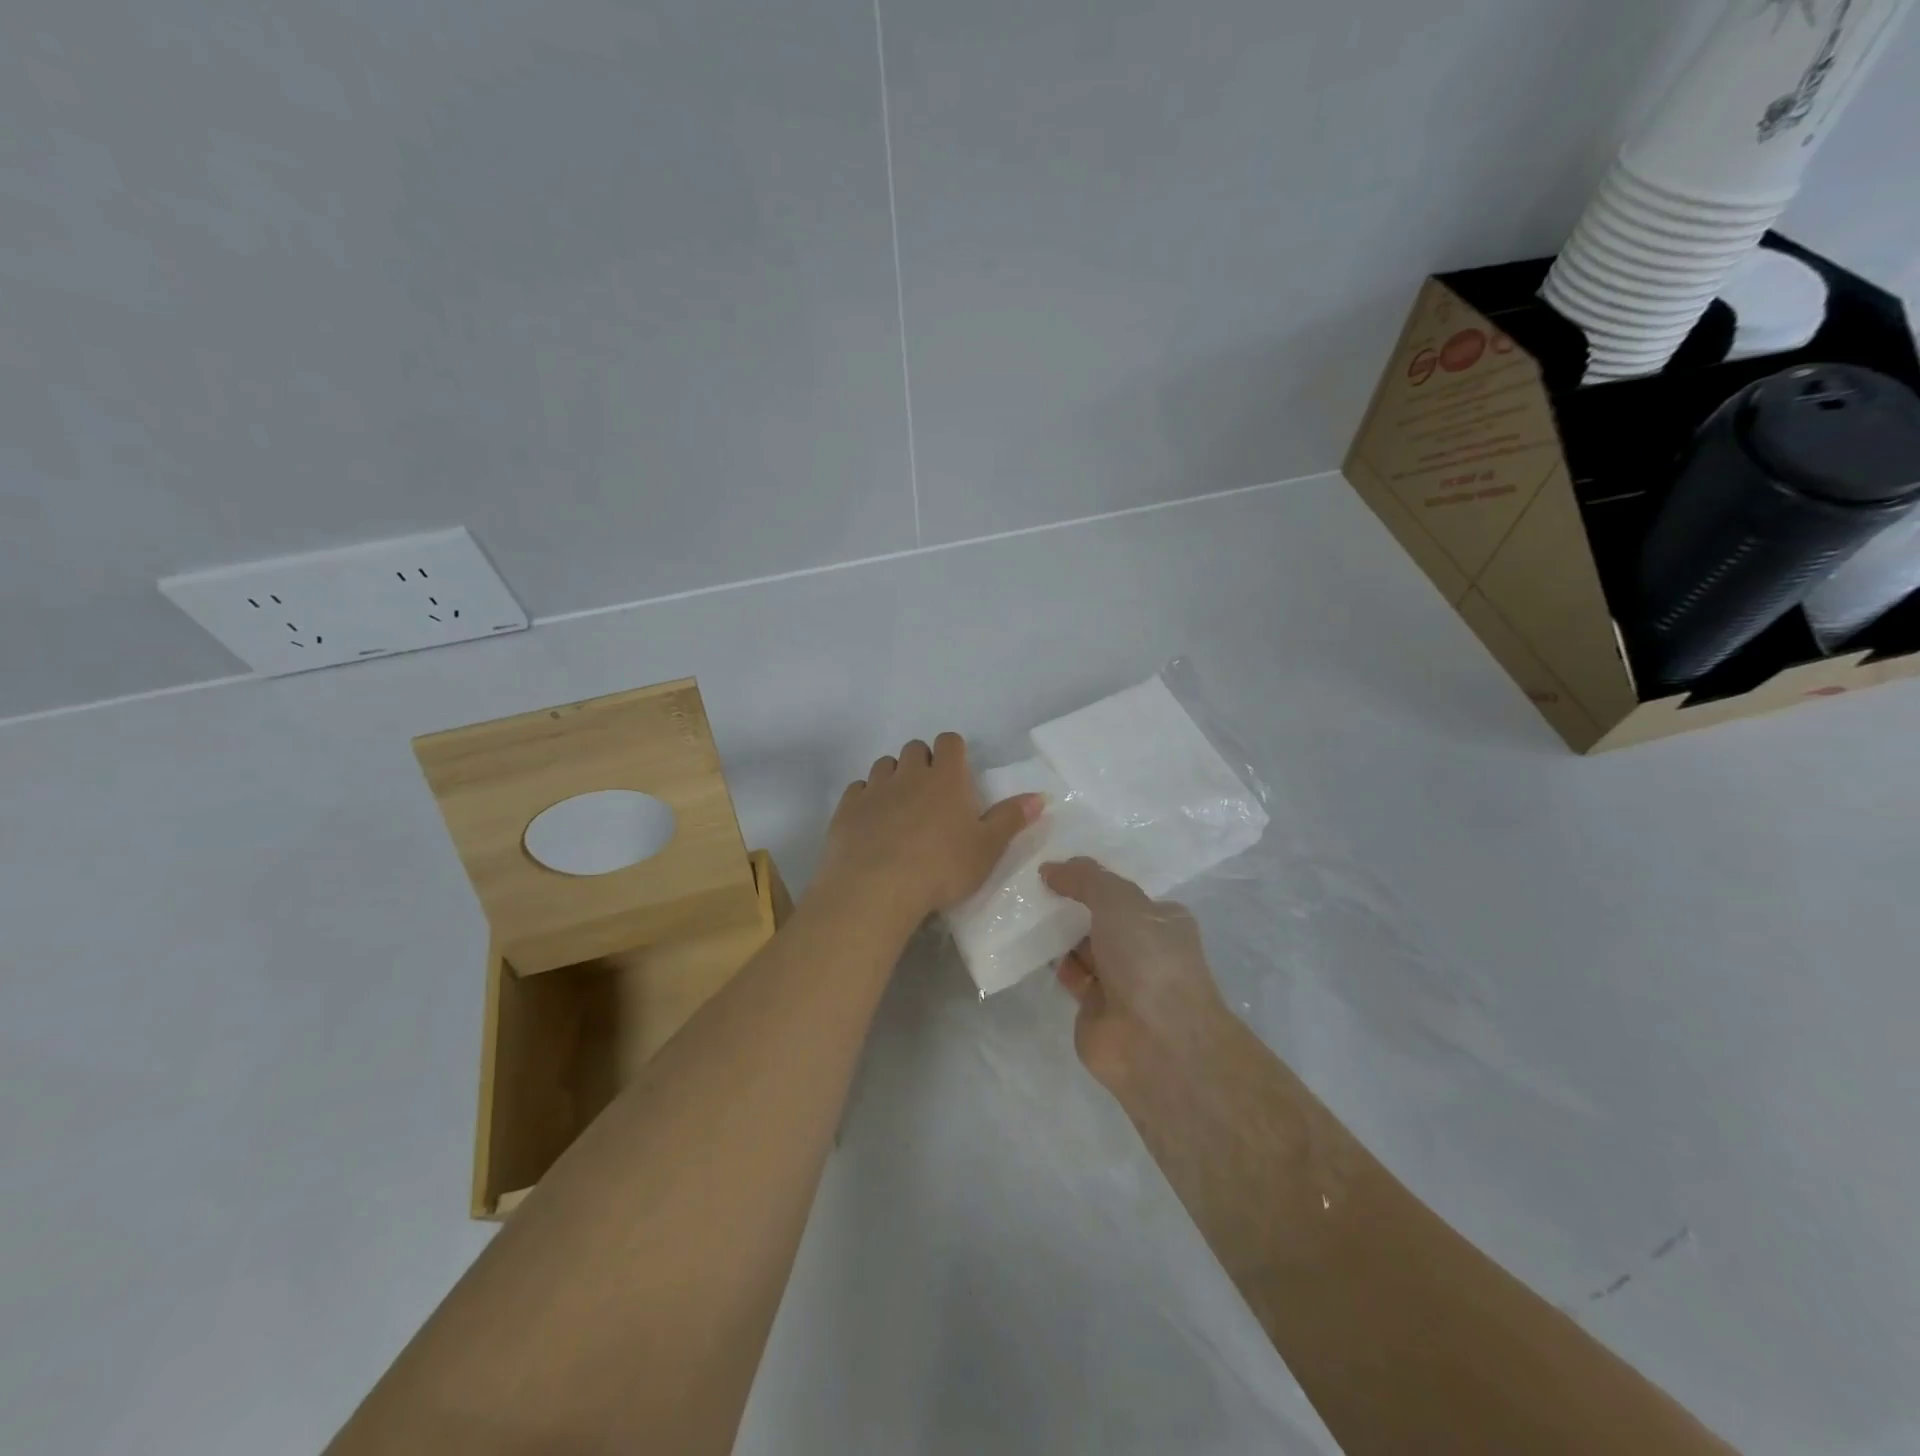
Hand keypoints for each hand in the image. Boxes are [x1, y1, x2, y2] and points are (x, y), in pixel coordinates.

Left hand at [816, 733, 1042, 924]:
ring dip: (893, 776)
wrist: (876, 889)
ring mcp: (874, 789)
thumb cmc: (942, 868)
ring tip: (900, 806)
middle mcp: (909, 774)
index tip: (957, 773)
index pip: (950, 742)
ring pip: (884, 765)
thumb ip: (1011, 819)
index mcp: (946, 778)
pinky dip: (866, 798)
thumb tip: (1040, 796)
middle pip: (915, 749)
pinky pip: (857, 789)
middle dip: (923, 762)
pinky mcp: (847, 809)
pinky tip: (871, 821)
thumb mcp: (987, 849)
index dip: (954, 752)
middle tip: (930, 793)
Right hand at [1039, 858, 1231, 1094]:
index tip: (1056, 864)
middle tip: (1030, 882)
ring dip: (1058, 931)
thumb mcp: (1118, 900)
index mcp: (1163, 919)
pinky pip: (1070, 973)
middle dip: (1072, 903)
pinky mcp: (1095, 1007)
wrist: (1156, 1042)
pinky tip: (1026, 942)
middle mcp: (1144, 948)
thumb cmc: (1148, 959)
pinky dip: (1052, 960)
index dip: (1093, 878)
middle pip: (1101, 918)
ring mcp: (1120, 980)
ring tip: (1022, 907)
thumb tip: (1050, 868)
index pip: (1124, 892)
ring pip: (1084, 946)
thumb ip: (1085, 878)